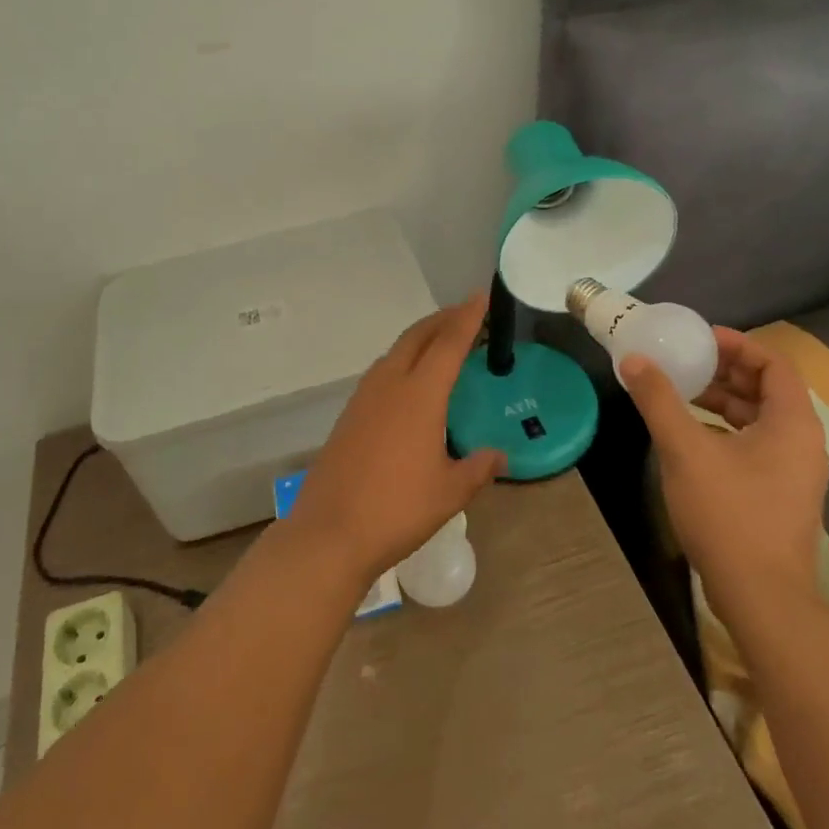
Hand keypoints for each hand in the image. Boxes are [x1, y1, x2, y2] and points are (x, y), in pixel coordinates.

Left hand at [291, 293, 506, 580]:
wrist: (329, 532)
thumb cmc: (397, 509)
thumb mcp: (449, 492)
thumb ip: (477, 468)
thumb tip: (498, 456)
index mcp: (419, 395)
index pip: (448, 343)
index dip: (467, 317)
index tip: (481, 296)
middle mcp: (389, 385)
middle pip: (417, 337)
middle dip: (442, 319)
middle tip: (465, 313)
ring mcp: (364, 397)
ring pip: (396, 351)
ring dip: (420, 338)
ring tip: (441, 342)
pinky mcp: (349, 414)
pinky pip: (382, 372)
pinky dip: (403, 360)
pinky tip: (410, 382)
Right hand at [620, 327, 828, 627]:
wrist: (762, 598)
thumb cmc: (729, 514)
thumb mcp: (685, 450)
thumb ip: (658, 400)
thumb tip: (634, 359)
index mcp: (792, 423)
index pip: (774, 363)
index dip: (737, 344)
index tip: (698, 338)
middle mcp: (801, 442)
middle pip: (766, 388)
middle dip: (723, 371)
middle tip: (681, 362)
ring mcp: (793, 471)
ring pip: (758, 418)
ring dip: (720, 400)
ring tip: (678, 393)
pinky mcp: (778, 494)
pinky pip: (754, 444)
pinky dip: (723, 429)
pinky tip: (688, 435)